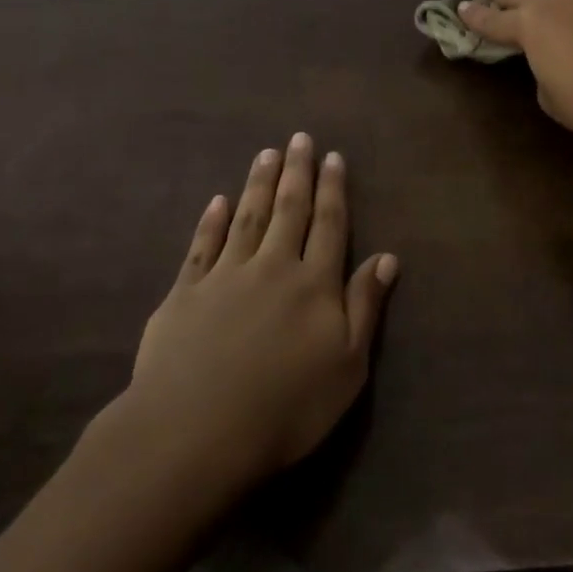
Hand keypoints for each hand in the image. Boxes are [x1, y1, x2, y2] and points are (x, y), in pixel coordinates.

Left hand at [110, 133, 397, 487]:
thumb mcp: (347, 365)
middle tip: (298, 139)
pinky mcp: (184, 294)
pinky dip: (211, 221)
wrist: (195, 432)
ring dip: (258, 184)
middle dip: (296, 172)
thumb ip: (365, 306)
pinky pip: (202, 247)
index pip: (329, 224)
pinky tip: (216, 201)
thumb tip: (388, 257)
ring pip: (247, 218)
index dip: (333, 189)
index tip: (333, 157)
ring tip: (265, 154)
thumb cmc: (286, 407)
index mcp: (314, 283)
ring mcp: (225, 277)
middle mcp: (272, 267)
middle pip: (288, 210)